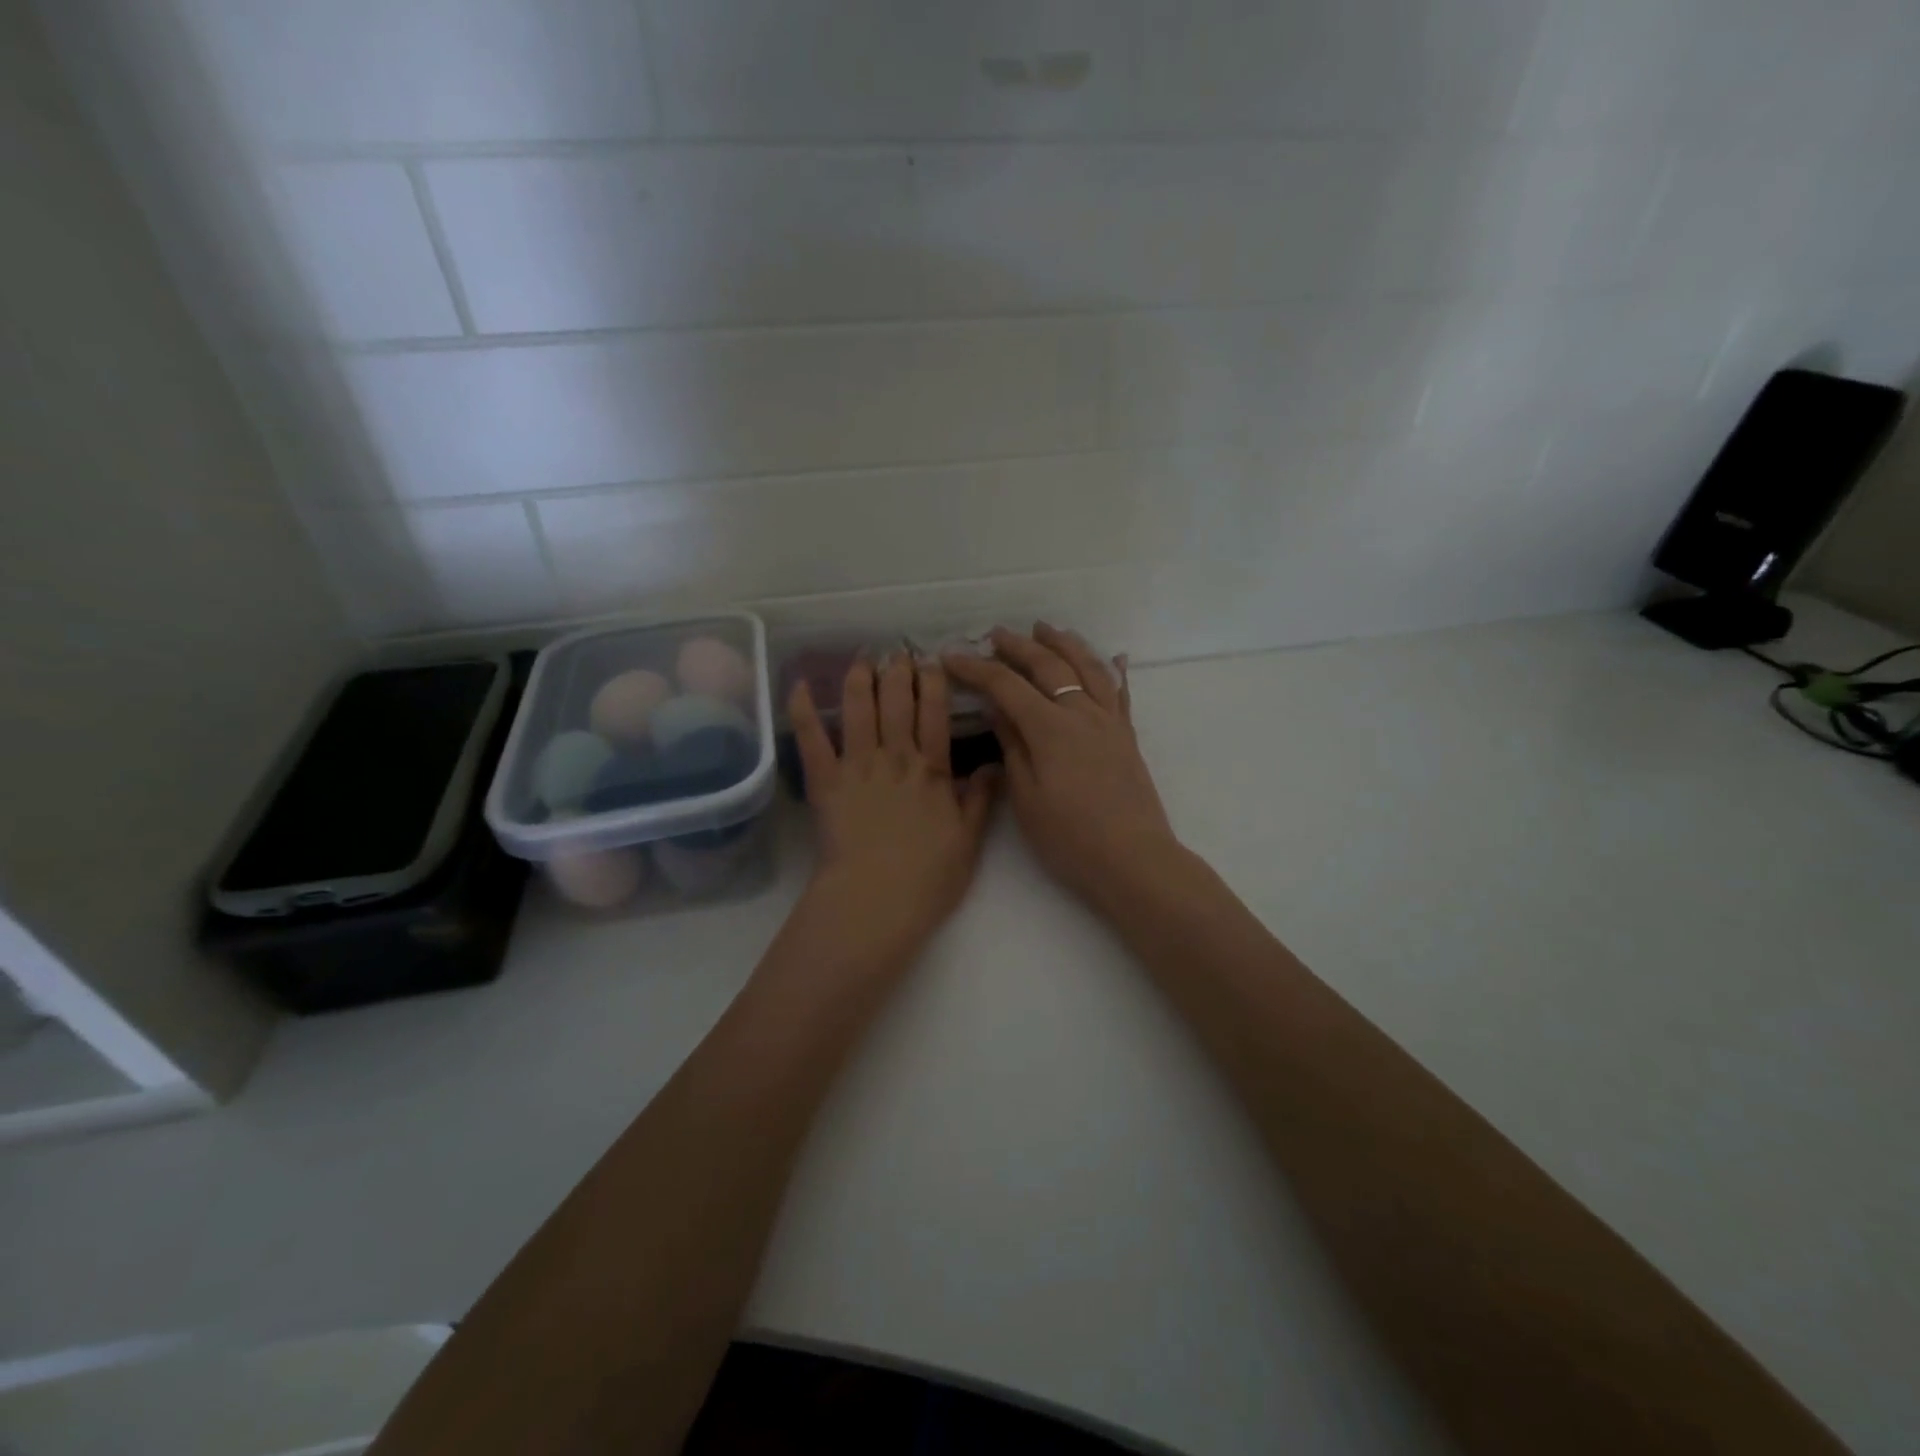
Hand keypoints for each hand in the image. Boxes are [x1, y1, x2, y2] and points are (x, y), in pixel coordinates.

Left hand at [789, 654, 999, 963]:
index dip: (933, 684)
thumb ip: (980, 799)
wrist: (876, 900)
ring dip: (859, 680)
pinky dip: (803, 712)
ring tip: (862, 659)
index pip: (934, 714)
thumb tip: (994, 764)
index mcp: (931, 770)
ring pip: (858, 711)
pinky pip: (812, 741)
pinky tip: (800, 687)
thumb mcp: (968, 840)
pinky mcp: (825, 783)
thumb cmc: (928, 877)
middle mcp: (895, 758)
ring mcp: (857, 766)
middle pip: (896, 703)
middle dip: (898, 672)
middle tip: (898, 652)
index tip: (932, 661)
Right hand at [944, 624, 1182, 917]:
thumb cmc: (1070, 837)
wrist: (1133, 860)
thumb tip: (997, 709)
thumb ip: (1012, 747)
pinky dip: (1114, 670)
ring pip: (1088, 668)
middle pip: (1049, 666)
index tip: (951, 657)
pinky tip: (1114, 657)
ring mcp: (1109, 722)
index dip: (977, 668)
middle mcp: (1082, 713)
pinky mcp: (1127, 737)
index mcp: (1051, 728)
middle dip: (1019, 646)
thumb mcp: (1027, 797)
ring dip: (1065, 644)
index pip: (1007, 685)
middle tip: (996, 634)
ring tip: (1047, 629)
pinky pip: (1121, 693)